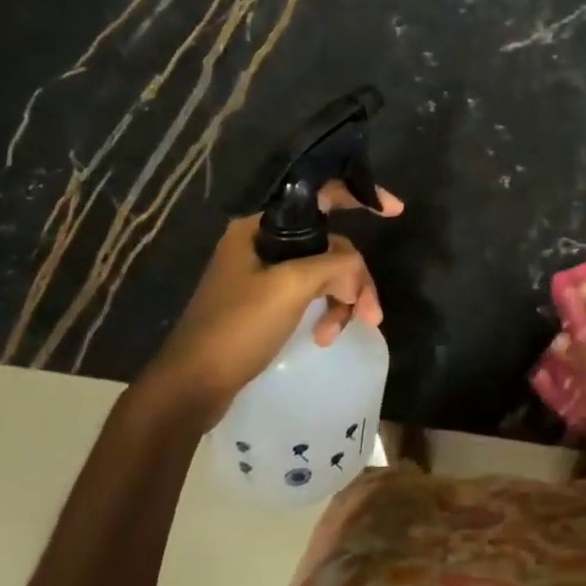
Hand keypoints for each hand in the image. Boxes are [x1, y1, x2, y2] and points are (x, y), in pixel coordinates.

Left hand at [143, 182, 402, 423]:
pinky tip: (324, 336)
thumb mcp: (290, 288)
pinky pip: (312, 294)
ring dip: (341, 300)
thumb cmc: (236, 328)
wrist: (190, 388)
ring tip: (338, 333)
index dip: (361, 197)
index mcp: (260, 227)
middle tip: (370, 313)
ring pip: (325, 272)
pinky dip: (326, 311)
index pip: (322, 197)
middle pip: (331, 245)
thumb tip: (355, 276)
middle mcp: (262, 243)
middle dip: (354, 277)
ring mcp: (264, 274)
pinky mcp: (266, 303)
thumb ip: (334, 266)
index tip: (395, 211)